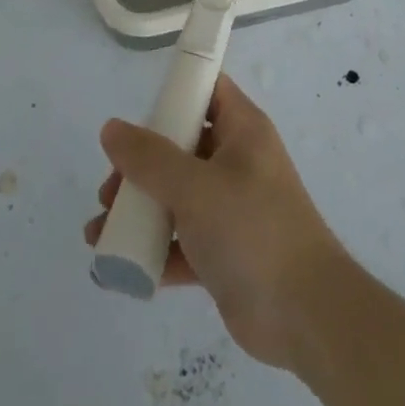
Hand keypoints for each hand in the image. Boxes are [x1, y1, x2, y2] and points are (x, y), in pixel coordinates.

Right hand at [83, 76, 350, 370]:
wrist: (305, 315)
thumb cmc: (253, 229)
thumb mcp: (196, 187)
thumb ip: (150, 158)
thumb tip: (111, 129)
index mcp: (242, 129)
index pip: (207, 90)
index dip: (173, 93)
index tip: (135, 114)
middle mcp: (237, 161)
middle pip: (181, 146)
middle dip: (140, 166)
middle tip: (109, 190)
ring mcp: (231, 208)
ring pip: (176, 196)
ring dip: (139, 210)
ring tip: (100, 231)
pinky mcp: (224, 252)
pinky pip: (181, 240)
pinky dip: (153, 250)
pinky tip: (117, 267)